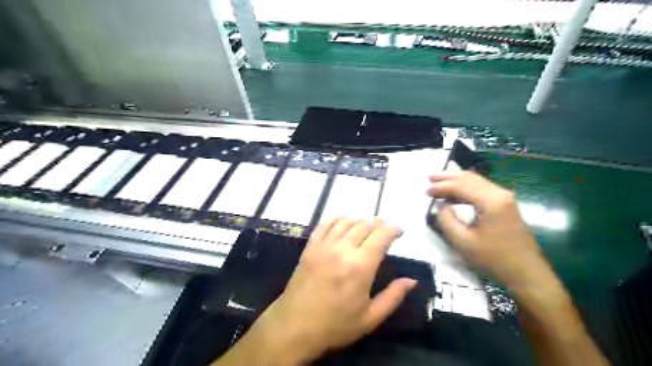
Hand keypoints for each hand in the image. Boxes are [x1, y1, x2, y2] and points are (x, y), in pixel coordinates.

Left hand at [241, 219, 416, 363]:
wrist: (294, 327)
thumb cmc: (335, 325)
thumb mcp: (370, 318)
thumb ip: (393, 297)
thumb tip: (411, 280)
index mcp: (361, 266)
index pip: (381, 236)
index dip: (393, 229)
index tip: (399, 230)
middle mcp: (343, 249)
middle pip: (365, 225)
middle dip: (378, 224)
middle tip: (385, 229)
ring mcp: (324, 246)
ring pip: (346, 222)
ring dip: (359, 221)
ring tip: (366, 227)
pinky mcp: (310, 247)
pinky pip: (325, 224)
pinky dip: (337, 219)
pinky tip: (342, 222)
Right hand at [429, 170, 548, 291]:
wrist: (527, 273)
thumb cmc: (493, 259)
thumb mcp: (463, 242)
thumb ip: (447, 221)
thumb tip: (441, 206)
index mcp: (491, 201)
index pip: (461, 186)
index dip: (441, 187)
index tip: (426, 191)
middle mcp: (500, 193)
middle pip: (470, 178)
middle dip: (448, 177)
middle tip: (430, 177)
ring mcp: (505, 198)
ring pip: (477, 181)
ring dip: (457, 180)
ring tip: (439, 181)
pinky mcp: (506, 205)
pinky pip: (483, 189)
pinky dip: (467, 187)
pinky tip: (456, 192)